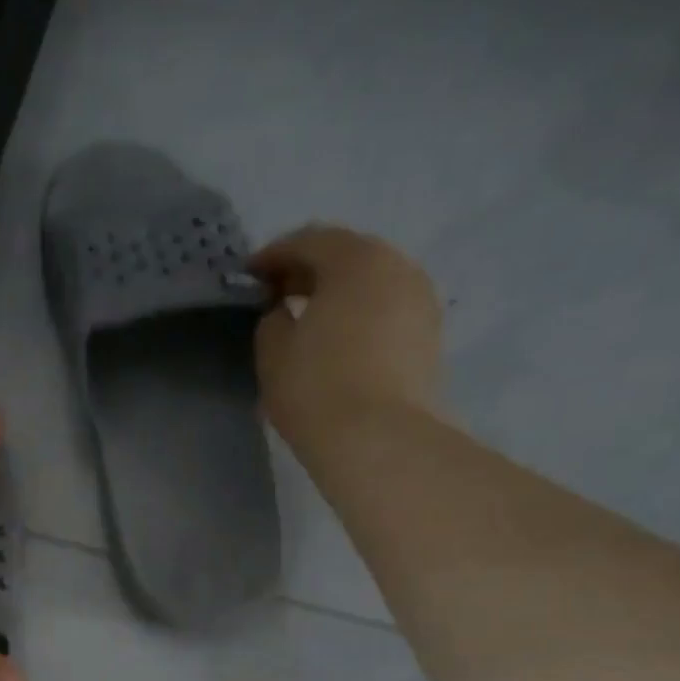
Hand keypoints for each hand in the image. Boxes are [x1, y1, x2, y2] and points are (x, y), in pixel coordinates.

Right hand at [247, 225, 443, 459]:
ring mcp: (421, 301)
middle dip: (310, 271)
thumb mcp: (273, 351)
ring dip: (339, 294)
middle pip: (348, 256)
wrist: (379, 439)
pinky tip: (339, 342)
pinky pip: (386, 311)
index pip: (309, 241)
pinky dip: (360, 316)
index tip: (250, 275)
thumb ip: (274, 319)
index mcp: (356, 260)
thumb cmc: (316, 388)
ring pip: (372, 284)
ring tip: (309, 320)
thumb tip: (286, 312)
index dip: (274, 255)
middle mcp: (398, 267)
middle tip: (278, 294)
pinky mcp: (430, 337)